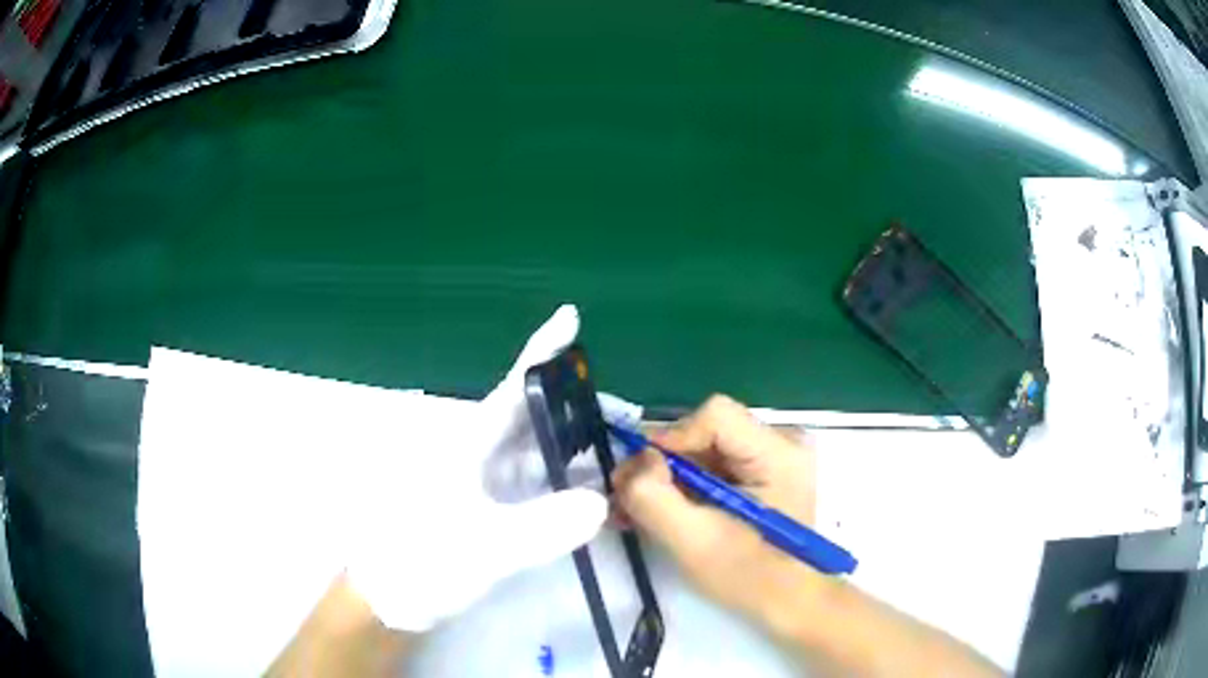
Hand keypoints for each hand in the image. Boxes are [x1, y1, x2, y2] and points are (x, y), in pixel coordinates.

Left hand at [346, 305, 609, 631]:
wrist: (389, 595)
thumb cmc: (422, 560)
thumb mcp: (484, 547)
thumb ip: (543, 528)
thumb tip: (601, 502)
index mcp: (468, 443)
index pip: (514, 388)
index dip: (542, 351)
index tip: (570, 316)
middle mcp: (475, 452)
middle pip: (532, 416)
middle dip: (577, 408)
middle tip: (625, 413)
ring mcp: (479, 480)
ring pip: (533, 451)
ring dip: (573, 448)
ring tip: (617, 451)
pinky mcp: (483, 506)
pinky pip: (530, 483)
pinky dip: (560, 481)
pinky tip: (588, 491)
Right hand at [612, 395, 825, 621]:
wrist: (786, 602)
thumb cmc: (749, 576)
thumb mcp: (694, 542)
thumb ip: (655, 497)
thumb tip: (637, 460)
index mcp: (778, 454)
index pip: (715, 415)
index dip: (671, 439)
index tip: (643, 477)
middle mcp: (780, 443)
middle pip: (705, 431)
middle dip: (662, 464)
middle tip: (627, 499)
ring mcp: (772, 458)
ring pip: (703, 449)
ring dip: (667, 478)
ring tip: (636, 512)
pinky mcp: (761, 474)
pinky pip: (712, 465)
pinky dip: (683, 486)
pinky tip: (660, 511)